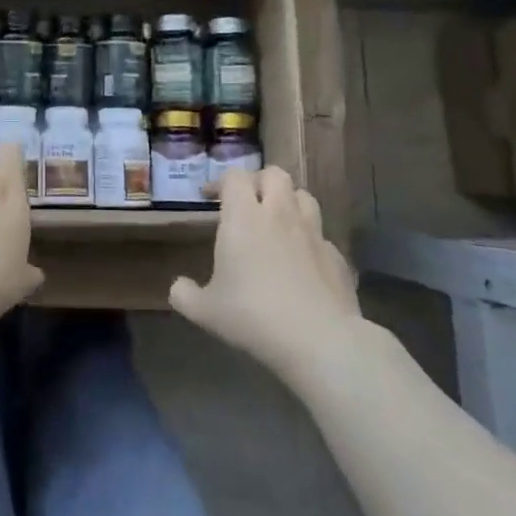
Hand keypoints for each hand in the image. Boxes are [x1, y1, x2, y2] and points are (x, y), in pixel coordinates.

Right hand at [169, 166, 359, 378]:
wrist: (319, 340)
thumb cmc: (253, 316)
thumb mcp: (205, 311)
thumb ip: (185, 294)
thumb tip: (178, 287)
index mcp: (243, 217)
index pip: (235, 177)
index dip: (221, 182)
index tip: (209, 197)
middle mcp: (280, 215)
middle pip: (275, 175)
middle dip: (259, 181)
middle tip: (247, 202)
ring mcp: (313, 234)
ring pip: (304, 197)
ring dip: (288, 202)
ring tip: (276, 222)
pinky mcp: (336, 257)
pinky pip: (321, 236)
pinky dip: (308, 240)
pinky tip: (301, 262)